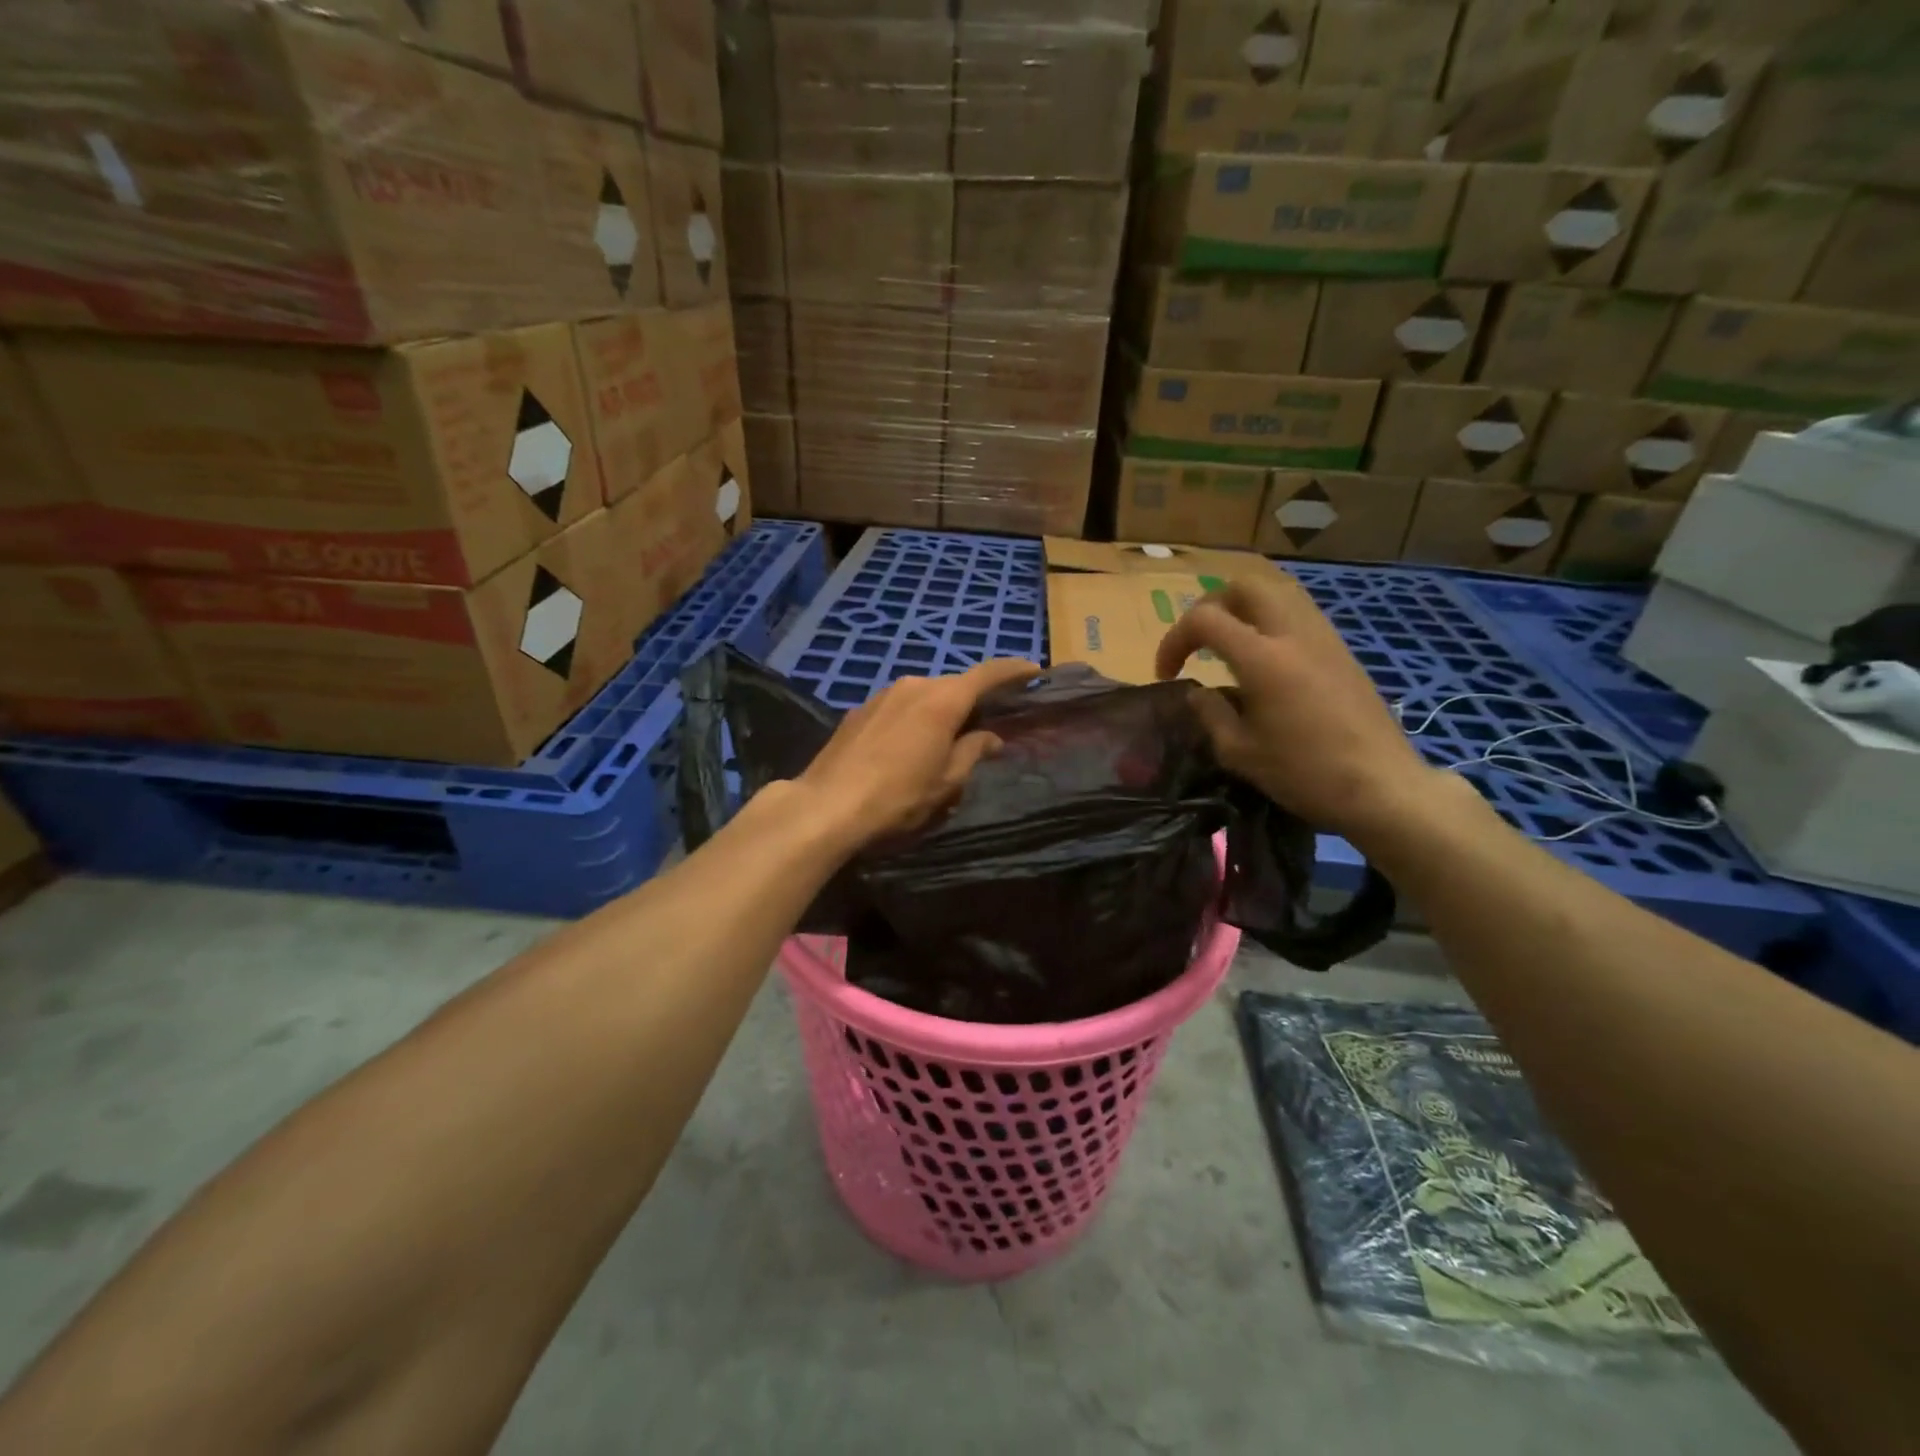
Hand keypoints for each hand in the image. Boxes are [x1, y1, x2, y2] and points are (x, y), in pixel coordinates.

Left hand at [795, 658, 1040, 848]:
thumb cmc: (898, 796)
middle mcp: (914, 686)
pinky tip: (908, 744)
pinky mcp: (859, 710)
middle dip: (974, 699)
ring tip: (946, 738)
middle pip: (954, 685)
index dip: (1013, 671)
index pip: (987, 674)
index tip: (1033, 671)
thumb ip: (973, 752)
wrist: (827, 805)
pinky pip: (899, 706)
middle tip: (989, 721)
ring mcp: (882, 695)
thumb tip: (990, 737)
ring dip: (941, 709)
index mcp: (943, 700)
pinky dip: (914, 717)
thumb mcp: (947, 782)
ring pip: (924, 695)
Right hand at [1155, 575, 1444, 843]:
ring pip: (1277, 592)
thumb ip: (1210, 714)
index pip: (1205, 619)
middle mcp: (1293, 634)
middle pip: (1244, 586)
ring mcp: (1323, 638)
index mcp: (1262, 659)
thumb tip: (1197, 692)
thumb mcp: (1240, 752)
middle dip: (1210, 608)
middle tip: (1199, 644)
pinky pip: (1299, 614)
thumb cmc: (1305, 774)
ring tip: (1230, 645)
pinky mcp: (1342, 650)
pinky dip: (1271, 622)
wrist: (1382, 786)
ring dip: (1243, 609)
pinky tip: (1266, 662)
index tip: (1167, 675)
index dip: (1174, 640)